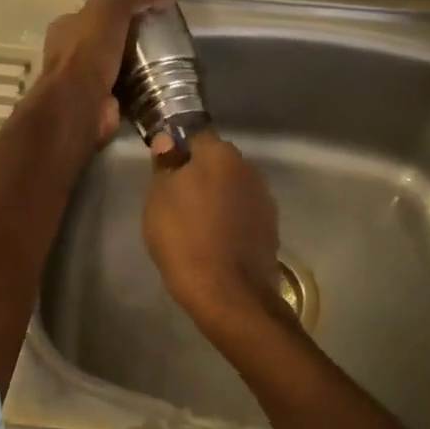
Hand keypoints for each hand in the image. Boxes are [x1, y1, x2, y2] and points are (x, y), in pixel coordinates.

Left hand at [34, 0, 174, 147]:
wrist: (80, 103)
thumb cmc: (88, 49)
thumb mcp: (112, 8)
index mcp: (66, 27)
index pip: (95, 13)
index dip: (121, 9)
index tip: (150, 10)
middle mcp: (71, 55)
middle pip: (109, 41)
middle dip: (133, 40)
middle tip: (165, 37)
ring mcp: (85, 83)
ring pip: (119, 68)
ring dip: (141, 67)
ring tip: (172, 61)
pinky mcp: (102, 105)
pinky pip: (128, 92)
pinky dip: (144, 90)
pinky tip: (166, 85)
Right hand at [143, 128, 286, 332]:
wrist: (227, 293)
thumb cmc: (184, 238)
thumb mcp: (158, 198)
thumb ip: (165, 165)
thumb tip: (168, 141)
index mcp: (219, 153)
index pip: (195, 135)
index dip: (178, 148)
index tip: (164, 168)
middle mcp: (248, 167)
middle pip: (216, 161)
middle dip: (199, 173)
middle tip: (175, 198)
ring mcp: (264, 198)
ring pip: (231, 187)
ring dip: (216, 197)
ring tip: (195, 223)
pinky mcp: (271, 226)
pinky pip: (243, 212)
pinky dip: (230, 219)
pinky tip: (215, 239)